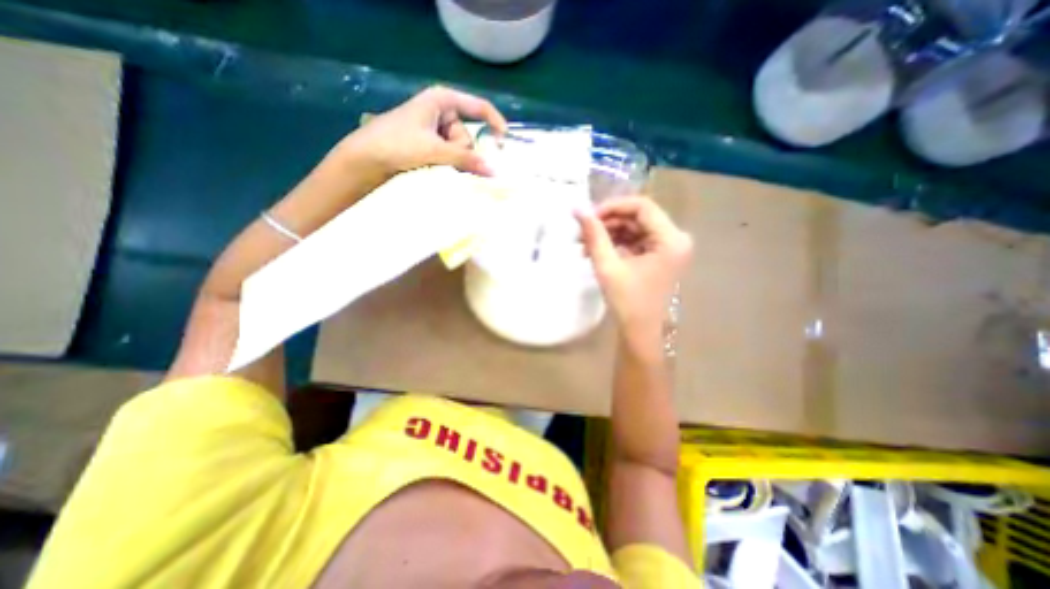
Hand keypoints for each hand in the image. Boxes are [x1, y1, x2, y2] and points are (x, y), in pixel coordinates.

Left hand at [330, 84, 506, 179]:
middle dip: (462, 152)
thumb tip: (494, 171)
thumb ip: (465, 160)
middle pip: (468, 136)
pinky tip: (441, 171)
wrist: (365, 159)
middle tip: (446, 160)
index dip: (494, 123)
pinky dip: (451, 166)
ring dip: (454, 162)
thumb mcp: (434, 150)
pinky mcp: (431, 147)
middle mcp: (441, 114)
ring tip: (437, 166)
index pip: (478, 107)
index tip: (504, 143)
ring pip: (460, 151)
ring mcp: (436, 132)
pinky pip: (452, 157)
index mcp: (442, 101)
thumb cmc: (397, 144)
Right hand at [573, 196, 691, 354]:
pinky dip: (616, 243)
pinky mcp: (660, 256)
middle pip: (638, 217)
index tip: (588, 217)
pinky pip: (636, 241)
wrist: (641, 333)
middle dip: (607, 222)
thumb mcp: (608, 266)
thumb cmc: (628, 303)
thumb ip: (594, 235)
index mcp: (671, 239)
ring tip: (584, 245)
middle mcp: (675, 239)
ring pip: (635, 228)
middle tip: (582, 232)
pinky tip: (596, 251)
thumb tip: (578, 209)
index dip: (612, 206)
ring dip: (609, 233)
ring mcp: (669, 248)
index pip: (641, 206)